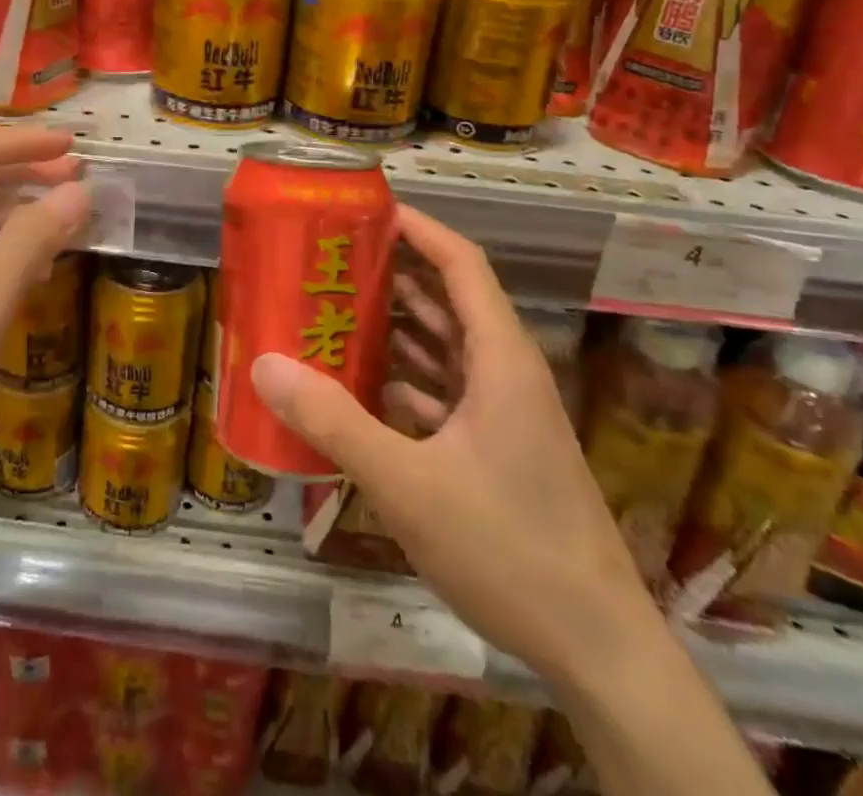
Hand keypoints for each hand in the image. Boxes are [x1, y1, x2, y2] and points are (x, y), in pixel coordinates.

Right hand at [250, 206, 648, 688]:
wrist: (597, 650)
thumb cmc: (508, 548)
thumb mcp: (407, 483)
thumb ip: (334, 421)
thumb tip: (265, 365)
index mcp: (500, 359)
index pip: (461, 263)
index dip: (418, 228)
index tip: (365, 211)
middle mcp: (505, 373)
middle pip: (447, 300)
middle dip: (391, 275)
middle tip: (328, 261)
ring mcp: (504, 414)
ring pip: (444, 348)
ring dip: (394, 328)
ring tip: (331, 310)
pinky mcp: (496, 449)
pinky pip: (443, 392)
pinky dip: (403, 379)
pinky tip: (358, 386)